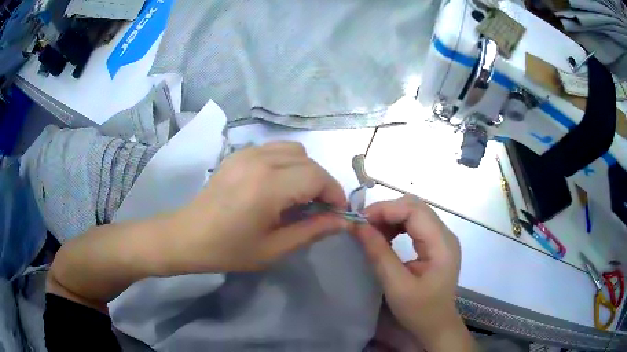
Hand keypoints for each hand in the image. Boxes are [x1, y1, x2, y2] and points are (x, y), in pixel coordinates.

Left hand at [170, 142, 349, 272]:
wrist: (188, 236)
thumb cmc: (229, 249)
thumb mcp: (274, 249)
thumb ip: (312, 231)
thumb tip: (342, 221)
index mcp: (268, 186)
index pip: (318, 177)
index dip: (334, 194)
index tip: (337, 213)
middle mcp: (260, 160)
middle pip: (309, 161)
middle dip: (322, 184)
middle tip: (318, 209)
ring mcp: (247, 153)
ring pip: (294, 150)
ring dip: (305, 171)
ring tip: (298, 196)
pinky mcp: (238, 154)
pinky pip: (274, 149)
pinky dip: (287, 163)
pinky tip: (277, 185)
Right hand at [352, 195, 472, 349]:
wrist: (436, 326)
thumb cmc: (419, 311)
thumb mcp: (396, 286)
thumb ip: (379, 254)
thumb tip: (358, 226)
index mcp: (442, 244)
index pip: (415, 210)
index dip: (386, 209)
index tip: (360, 220)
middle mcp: (445, 235)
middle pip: (415, 207)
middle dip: (387, 211)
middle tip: (363, 226)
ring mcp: (442, 239)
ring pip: (415, 213)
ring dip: (391, 217)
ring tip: (372, 233)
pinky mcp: (436, 245)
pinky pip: (415, 225)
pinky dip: (397, 226)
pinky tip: (385, 238)